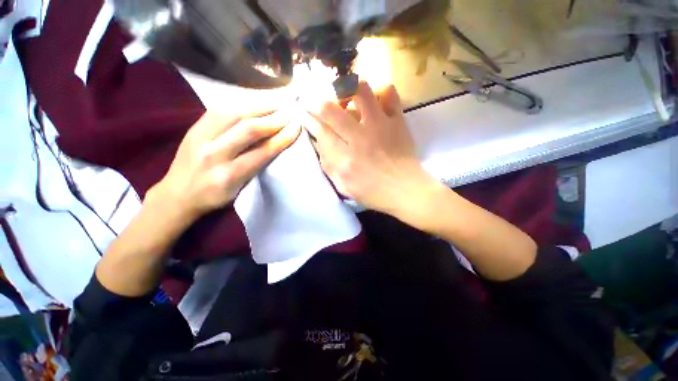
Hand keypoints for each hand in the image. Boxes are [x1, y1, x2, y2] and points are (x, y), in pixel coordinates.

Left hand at [150, 111, 300, 222]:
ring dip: (257, 108)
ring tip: (274, 105)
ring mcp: (200, 138)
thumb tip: (273, 144)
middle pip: (248, 129)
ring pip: (232, 114)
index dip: (282, 138)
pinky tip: (251, 104)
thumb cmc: (214, 197)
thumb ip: (255, 167)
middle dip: (273, 120)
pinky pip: (218, 110)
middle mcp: (214, 155)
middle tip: (288, 114)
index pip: (263, 152)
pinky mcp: (193, 129)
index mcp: (229, 175)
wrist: (176, 195)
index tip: (296, 128)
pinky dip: (239, 105)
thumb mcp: (239, 189)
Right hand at [304, 82, 439, 216]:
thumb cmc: (373, 192)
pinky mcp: (397, 121)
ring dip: (347, 90)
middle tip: (319, 103)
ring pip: (359, 91)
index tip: (303, 111)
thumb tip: (319, 141)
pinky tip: (375, 102)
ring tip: (346, 98)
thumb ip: (328, 164)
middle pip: (331, 110)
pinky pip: (389, 94)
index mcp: (344, 159)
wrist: (405, 190)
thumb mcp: (343, 186)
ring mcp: (380, 126)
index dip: (308, 119)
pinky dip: (380, 92)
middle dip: (318, 103)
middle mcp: (359, 138)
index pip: (320, 131)